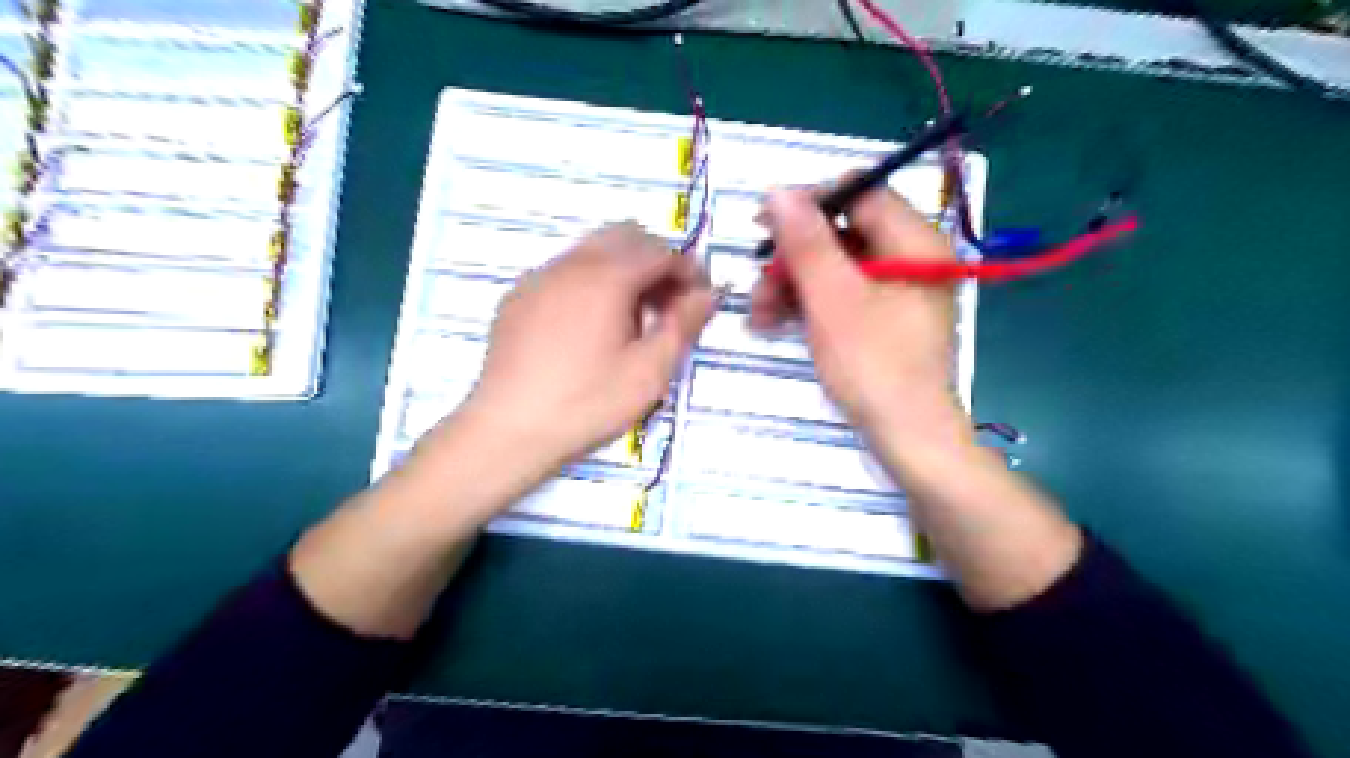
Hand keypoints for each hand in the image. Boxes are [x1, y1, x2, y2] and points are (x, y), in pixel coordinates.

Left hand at [456, 223, 708, 477]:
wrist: (508, 430)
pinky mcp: (518, 298)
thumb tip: (708, 294)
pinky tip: (591, 328)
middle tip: (669, 306)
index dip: (688, 269)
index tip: (701, 299)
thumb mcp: (649, 371)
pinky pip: (565, 272)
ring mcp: (539, 278)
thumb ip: (683, 325)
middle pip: (625, 237)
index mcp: (606, 276)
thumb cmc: (587, 403)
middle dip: (655, 262)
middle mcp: (570, 263)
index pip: (659, 250)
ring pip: (593, 251)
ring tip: (633, 320)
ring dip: (624, 270)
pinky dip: (592, 282)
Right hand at [756, 183, 975, 454]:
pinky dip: (810, 304)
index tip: (764, 223)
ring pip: (837, 266)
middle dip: (793, 256)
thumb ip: (806, 242)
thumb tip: (778, 191)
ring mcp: (898, 290)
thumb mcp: (833, 300)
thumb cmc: (874, 366)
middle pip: (843, 232)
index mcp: (915, 243)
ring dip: (793, 284)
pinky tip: (775, 322)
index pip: (860, 193)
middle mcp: (912, 258)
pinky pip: (843, 293)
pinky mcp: (885, 317)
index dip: (810, 201)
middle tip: (757, 283)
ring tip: (758, 313)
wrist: (908, 437)